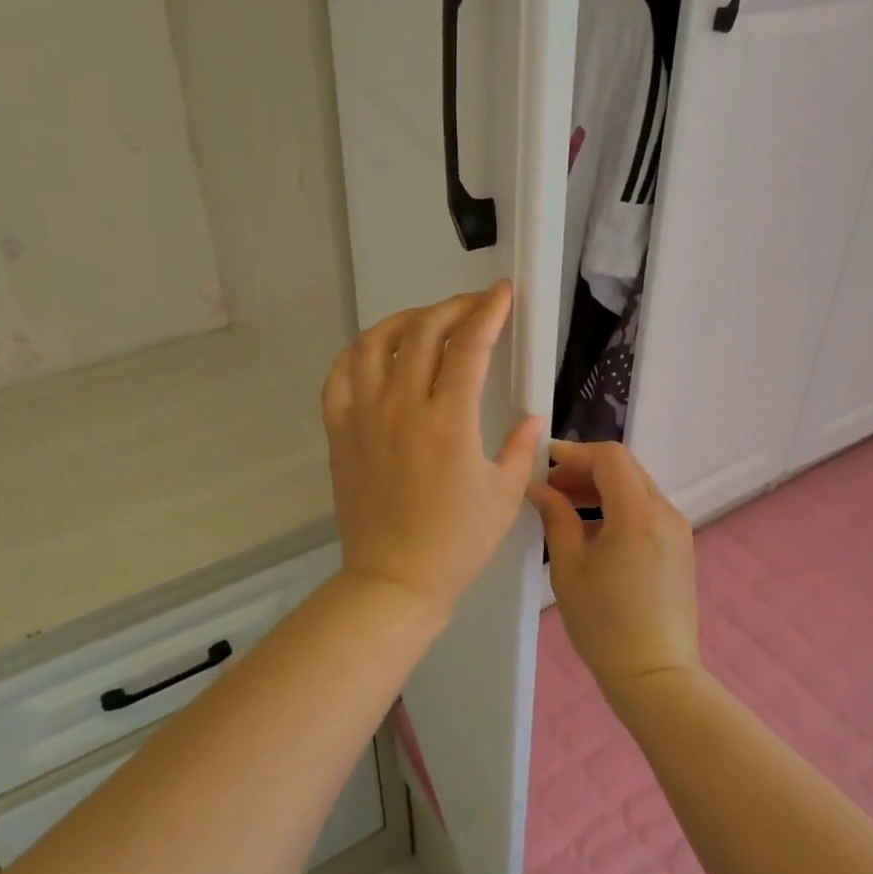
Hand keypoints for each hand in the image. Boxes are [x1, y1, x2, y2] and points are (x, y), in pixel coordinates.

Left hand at [322, 283, 543, 616]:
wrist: (394, 580)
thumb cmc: (456, 543)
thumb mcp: (503, 496)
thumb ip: (521, 448)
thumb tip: (532, 416)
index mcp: (449, 422)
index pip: (469, 346)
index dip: (488, 311)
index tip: (502, 293)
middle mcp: (402, 408)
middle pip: (423, 333)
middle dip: (453, 308)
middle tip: (474, 306)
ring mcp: (364, 417)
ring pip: (375, 344)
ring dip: (404, 320)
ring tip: (426, 321)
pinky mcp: (340, 432)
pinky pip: (339, 376)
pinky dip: (358, 352)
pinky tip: (376, 351)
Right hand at [527, 440, 699, 701]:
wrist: (655, 675)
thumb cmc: (604, 624)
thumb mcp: (568, 568)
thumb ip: (556, 517)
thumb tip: (537, 487)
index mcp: (638, 514)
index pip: (609, 457)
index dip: (574, 452)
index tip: (543, 462)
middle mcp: (664, 512)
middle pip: (624, 468)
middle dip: (584, 468)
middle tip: (549, 485)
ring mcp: (677, 529)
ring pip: (636, 487)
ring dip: (600, 487)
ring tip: (564, 505)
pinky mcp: (679, 547)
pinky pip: (645, 509)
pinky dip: (617, 506)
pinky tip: (591, 529)